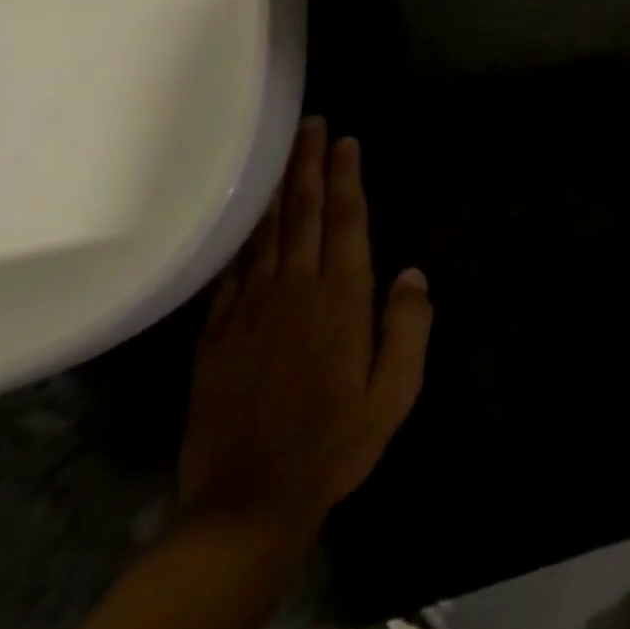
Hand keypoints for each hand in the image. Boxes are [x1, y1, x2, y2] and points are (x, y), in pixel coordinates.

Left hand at [176, 117, 433, 546]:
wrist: (244, 504)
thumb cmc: (334, 443)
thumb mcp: (394, 393)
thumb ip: (408, 328)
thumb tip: (412, 273)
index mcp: (341, 299)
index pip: (345, 221)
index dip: (346, 177)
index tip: (346, 140)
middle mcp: (294, 290)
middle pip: (303, 212)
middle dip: (309, 164)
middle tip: (313, 124)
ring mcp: (250, 309)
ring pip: (265, 231)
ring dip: (277, 186)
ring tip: (284, 151)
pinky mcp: (217, 332)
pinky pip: (231, 268)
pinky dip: (241, 233)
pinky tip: (244, 214)